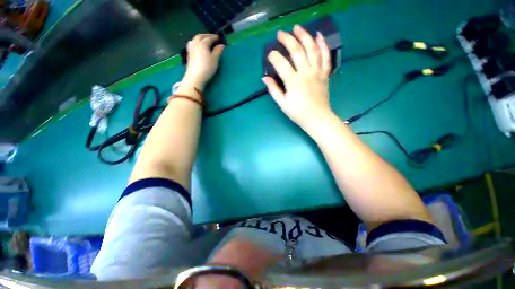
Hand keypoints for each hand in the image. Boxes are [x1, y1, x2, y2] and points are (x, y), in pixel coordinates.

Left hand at [182, 34, 224, 89]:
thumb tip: (221, 45)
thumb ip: (218, 51)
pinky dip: (196, 43)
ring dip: (200, 38)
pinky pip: (192, 44)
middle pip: (200, 36)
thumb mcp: (215, 59)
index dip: (215, 37)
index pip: (209, 38)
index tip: (219, 38)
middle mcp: (195, 43)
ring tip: (205, 41)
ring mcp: (191, 48)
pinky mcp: (189, 54)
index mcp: (202, 43)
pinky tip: (198, 46)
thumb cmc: (207, 67)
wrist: (195, 76)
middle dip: (207, 36)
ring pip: (195, 39)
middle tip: (212, 37)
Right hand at [262, 25, 332, 131]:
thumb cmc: (298, 113)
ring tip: (297, 28)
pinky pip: (325, 56)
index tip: (270, 55)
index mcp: (293, 82)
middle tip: (280, 34)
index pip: (281, 64)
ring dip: (304, 36)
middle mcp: (306, 73)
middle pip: (297, 51)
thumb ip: (274, 90)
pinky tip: (318, 36)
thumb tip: (264, 78)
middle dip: (287, 40)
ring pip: (312, 49)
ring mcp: (317, 72)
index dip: (274, 56)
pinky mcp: (324, 74)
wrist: (317, 118)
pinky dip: (323, 45)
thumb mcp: (283, 104)